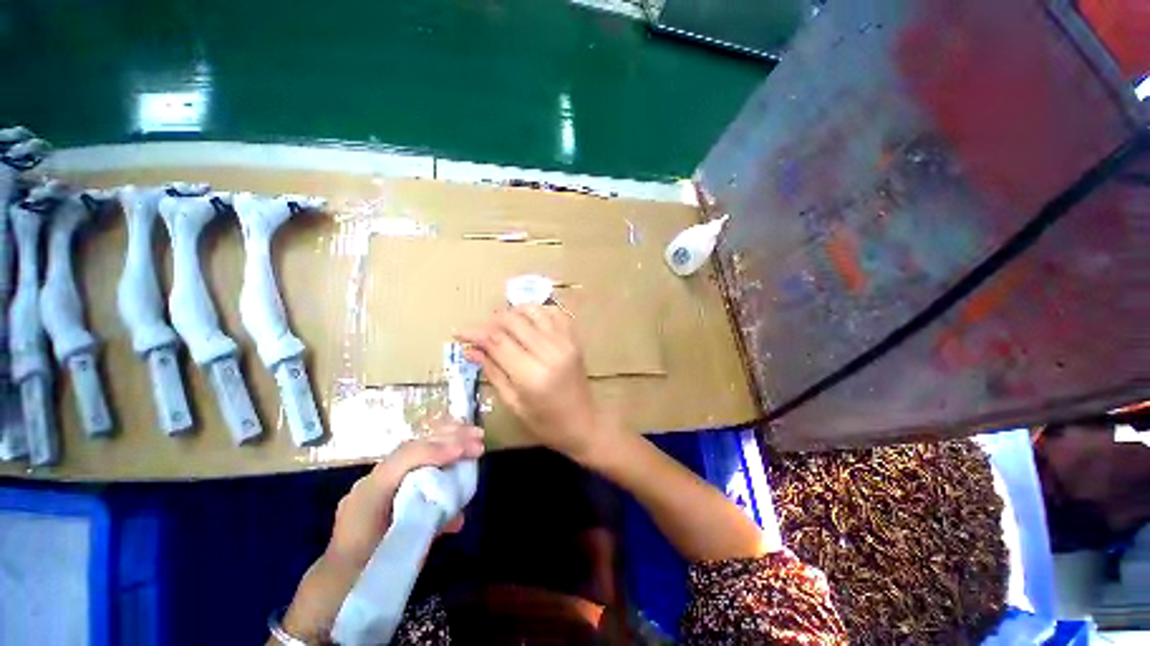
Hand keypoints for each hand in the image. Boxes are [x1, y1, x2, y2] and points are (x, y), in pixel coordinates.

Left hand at [281, 422, 483, 641]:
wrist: (339, 581)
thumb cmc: (371, 569)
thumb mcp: (399, 552)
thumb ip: (427, 530)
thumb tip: (458, 516)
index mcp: (370, 494)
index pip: (402, 459)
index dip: (435, 450)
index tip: (464, 450)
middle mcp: (372, 480)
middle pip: (412, 447)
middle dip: (448, 437)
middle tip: (478, 437)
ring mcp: (377, 480)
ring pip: (413, 449)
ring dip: (446, 439)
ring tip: (474, 435)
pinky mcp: (385, 483)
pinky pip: (413, 459)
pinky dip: (437, 448)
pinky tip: (456, 447)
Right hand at [457, 305, 618, 464]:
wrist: (585, 422)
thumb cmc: (546, 422)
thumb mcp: (514, 403)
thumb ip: (493, 372)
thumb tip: (470, 349)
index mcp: (532, 376)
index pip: (497, 341)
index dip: (475, 333)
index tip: (460, 332)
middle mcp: (550, 352)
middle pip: (514, 320)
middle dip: (492, 321)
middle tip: (482, 332)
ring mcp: (566, 342)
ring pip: (534, 311)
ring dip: (514, 312)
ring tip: (503, 325)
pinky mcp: (575, 339)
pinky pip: (554, 313)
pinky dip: (538, 312)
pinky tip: (529, 322)